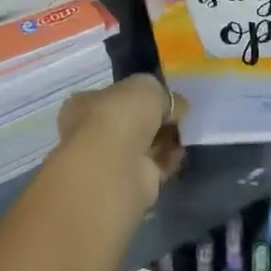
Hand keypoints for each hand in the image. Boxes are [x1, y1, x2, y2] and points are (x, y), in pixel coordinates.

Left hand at [57, 74, 184, 208]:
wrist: (116, 168)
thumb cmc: (120, 116)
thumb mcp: (145, 86)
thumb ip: (159, 92)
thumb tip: (174, 104)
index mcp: (84, 104)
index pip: (112, 96)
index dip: (138, 95)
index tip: (162, 96)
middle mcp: (92, 133)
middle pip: (129, 122)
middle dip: (153, 119)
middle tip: (177, 113)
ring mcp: (110, 160)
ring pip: (142, 144)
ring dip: (162, 138)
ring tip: (185, 130)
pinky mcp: (130, 183)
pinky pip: (153, 165)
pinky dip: (168, 158)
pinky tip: (183, 150)